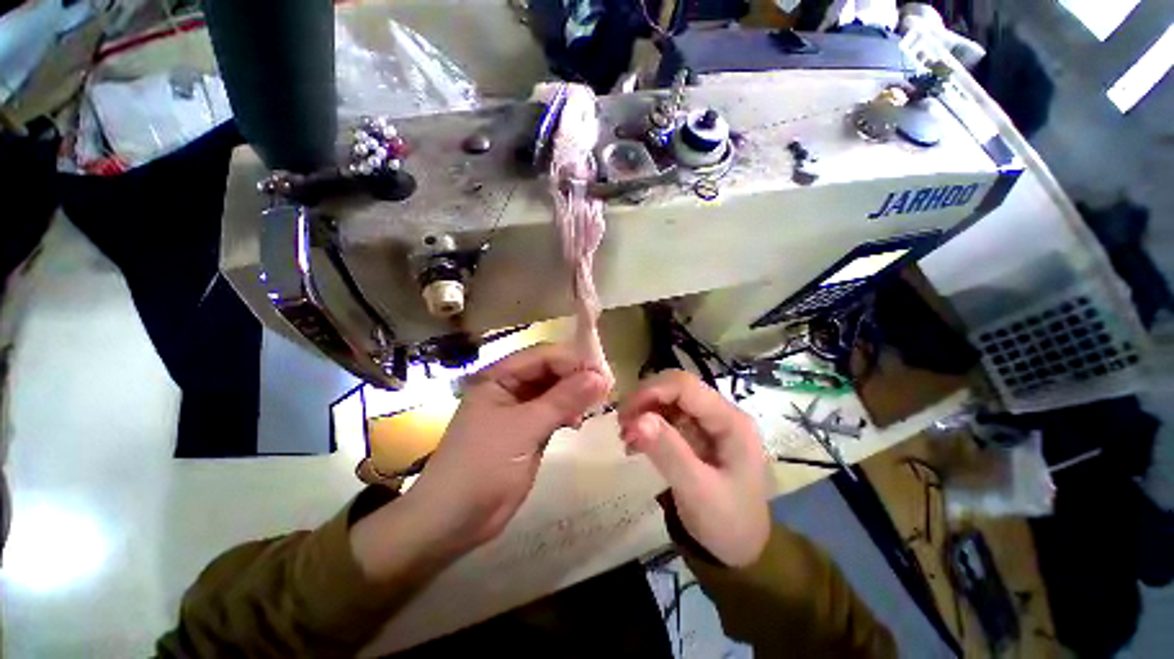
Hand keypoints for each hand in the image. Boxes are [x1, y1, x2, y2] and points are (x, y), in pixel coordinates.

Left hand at [409, 344, 608, 550]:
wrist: (454, 521)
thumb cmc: (483, 465)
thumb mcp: (524, 428)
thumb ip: (563, 399)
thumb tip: (600, 377)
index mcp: (499, 376)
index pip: (543, 356)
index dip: (573, 361)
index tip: (603, 375)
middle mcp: (510, 387)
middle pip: (551, 371)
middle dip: (577, 378)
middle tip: (605, 391)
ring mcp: (520, 410)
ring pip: (555, 392)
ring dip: (575, 396)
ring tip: (595, 407)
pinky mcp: (529, 431)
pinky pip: (554, 412)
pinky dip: (569, 413)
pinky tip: (579, 421)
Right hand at [618, 370, 770, 566]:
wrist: (742, 551)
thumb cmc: (727, 524)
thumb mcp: (698, 492)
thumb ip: (668, 452)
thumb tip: (636, 419)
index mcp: (730, 421)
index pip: (685, 386)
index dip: (651, 391)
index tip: (625, 414)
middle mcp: (720, 413)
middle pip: (675, 387)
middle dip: (645, 400)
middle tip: (622, 426)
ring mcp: (708, 422)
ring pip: (668, 399)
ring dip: (643, 411)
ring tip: (626, 437)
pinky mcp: (696, 433)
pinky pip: (667, 416)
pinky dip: (647, 424)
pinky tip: (635, 443)